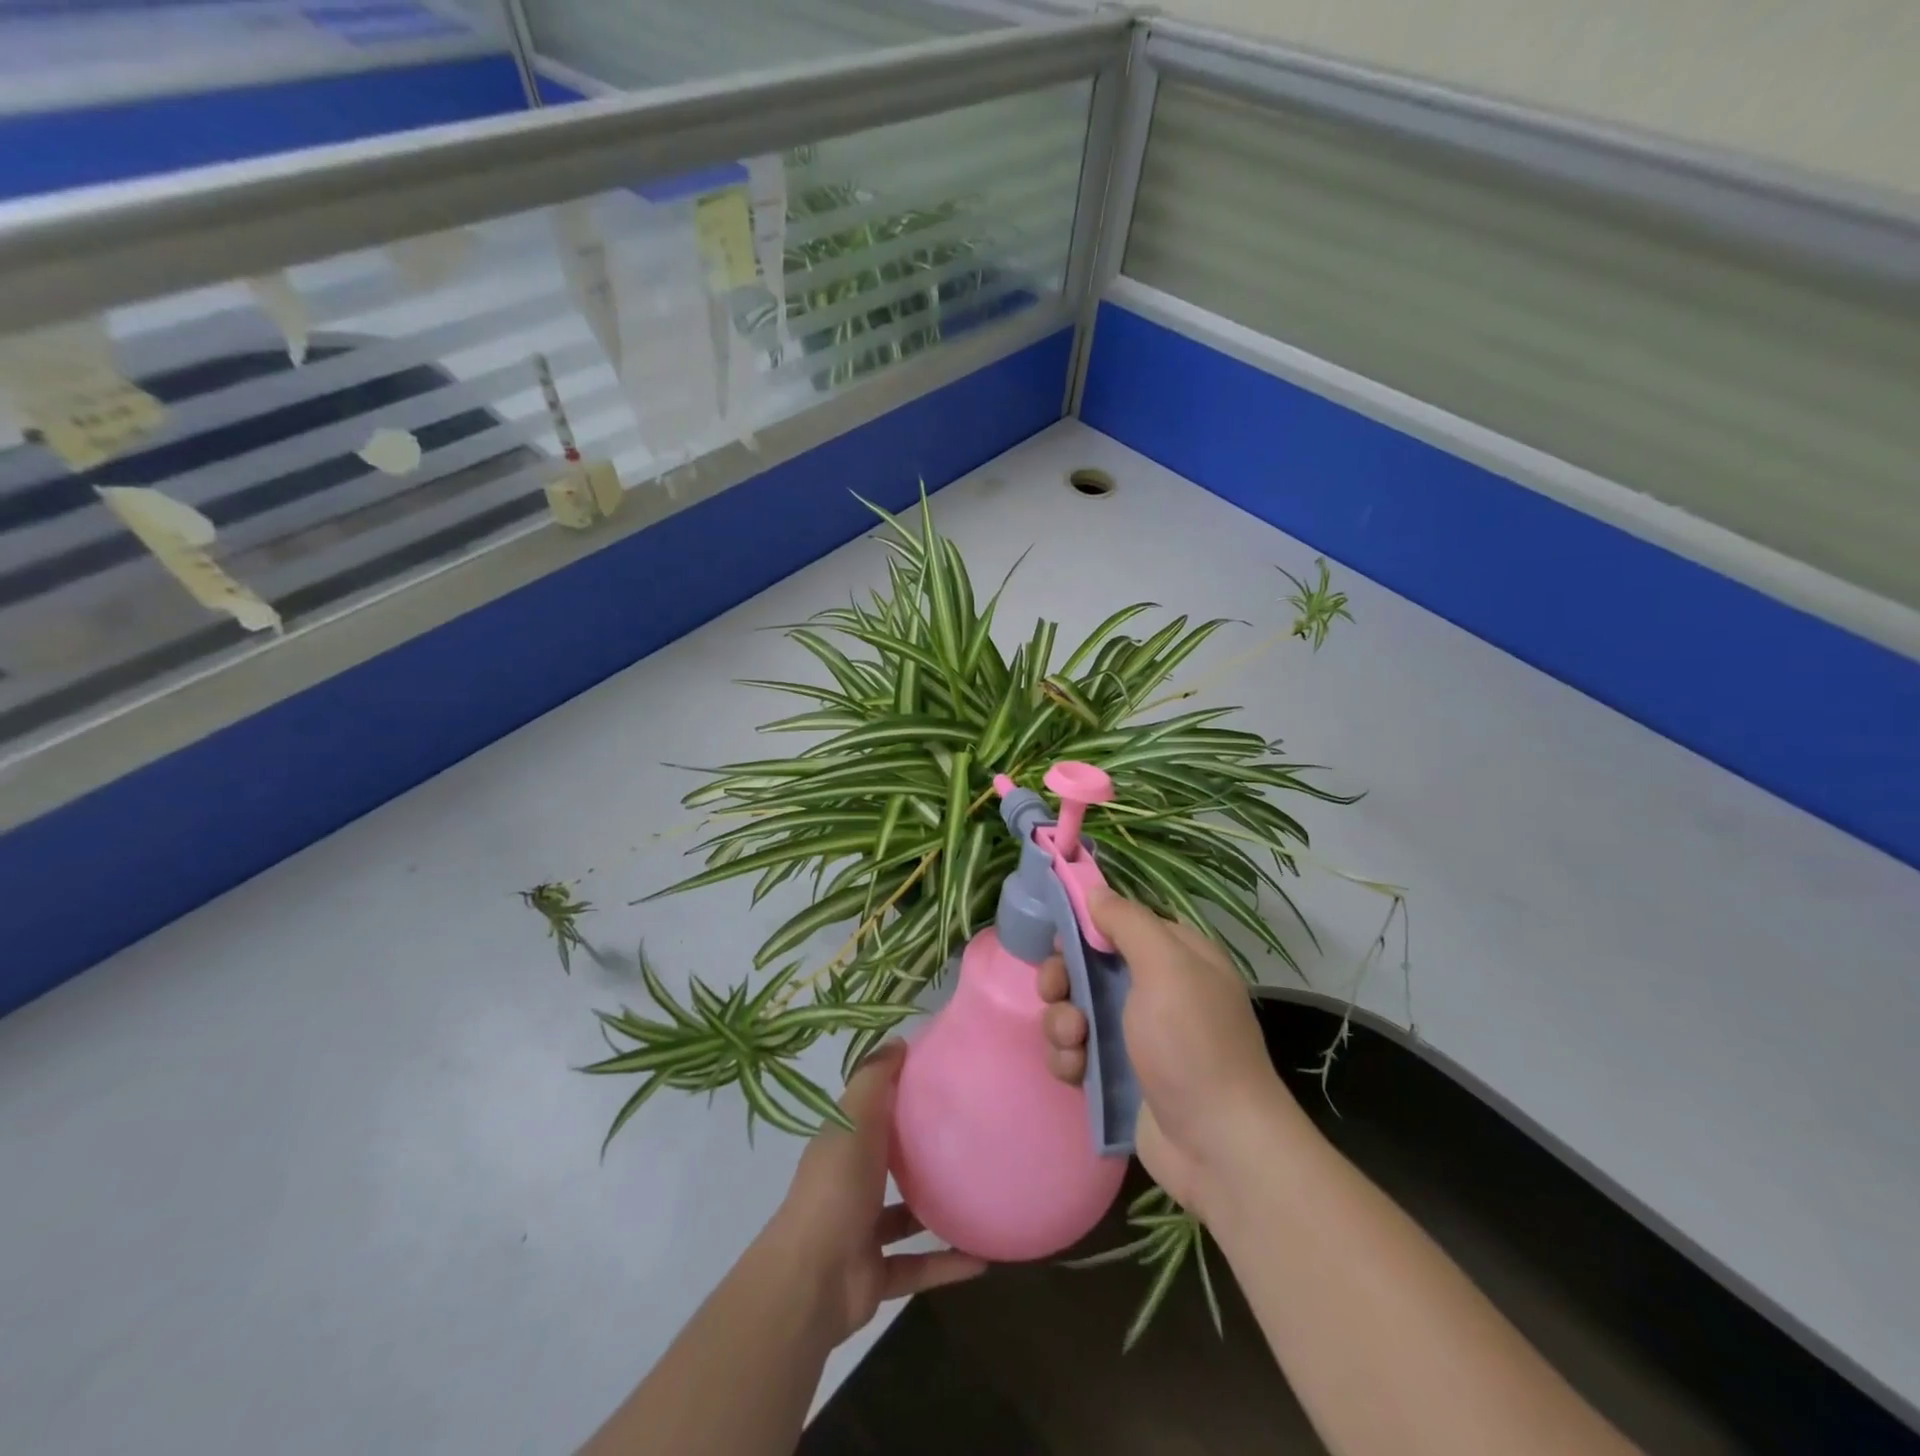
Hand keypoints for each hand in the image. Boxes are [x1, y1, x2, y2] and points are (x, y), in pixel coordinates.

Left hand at [764, 1041, 985, 1343]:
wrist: (812, 1279)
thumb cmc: (837, 1186)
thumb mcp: (855, 1120)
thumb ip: (875, 1080)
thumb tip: (899, 1040)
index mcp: (844, 1144)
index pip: (872, 1110)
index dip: (899, 1092)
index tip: (939, 1078)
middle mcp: (851, 1182)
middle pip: (888, 1159)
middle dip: (920, 1150)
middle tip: (968, 1134)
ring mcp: (863, 1231)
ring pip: (905, 1215)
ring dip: (936, 1208)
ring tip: (979, 1193)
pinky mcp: (877, 1274)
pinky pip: (919, 1266)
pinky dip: (947, 1264)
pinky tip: (983, 1258)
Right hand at [1039, 890, 1300, 1219]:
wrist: (1218, 1147)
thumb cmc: (1192, 1044)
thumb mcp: (1166, 968)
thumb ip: (1128, 923)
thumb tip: (1095, 891)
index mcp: (1175, 956)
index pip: (1121, 922)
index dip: (1086, 924)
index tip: (1059, 933)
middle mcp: (1154, 989)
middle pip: (1088, 965)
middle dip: (1063, 976)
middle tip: (1056, 990)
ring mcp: (1134, 1035)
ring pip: (1075, 1008)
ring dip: (1062, 1021)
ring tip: (1074, 1041)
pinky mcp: (1116, 1074)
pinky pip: (1075, 1050)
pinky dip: (1068, 1057)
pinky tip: (1076, 1071)